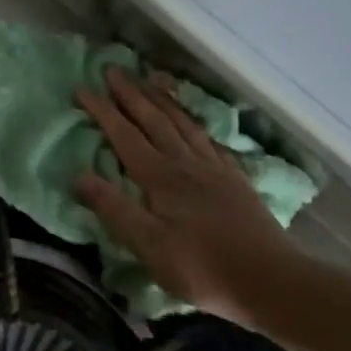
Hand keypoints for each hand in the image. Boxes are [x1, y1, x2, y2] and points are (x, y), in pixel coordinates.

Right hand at [75, 68, 298, 323]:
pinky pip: (210, 141)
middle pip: (155, 120)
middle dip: (131, 93)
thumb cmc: (201, 267)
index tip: (83, 87)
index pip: (125, 136)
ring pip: (184, 124)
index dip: (103, 110)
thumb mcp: (147, 245)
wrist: (271, 282)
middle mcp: (187, 164)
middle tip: (113, 69)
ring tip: (150, 79)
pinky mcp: (235, 181)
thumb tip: (79, 174)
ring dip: (163, 100)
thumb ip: (114, 208)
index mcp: (161, 178)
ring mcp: (215, 170)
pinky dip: (195, 124)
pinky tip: (194, 123)